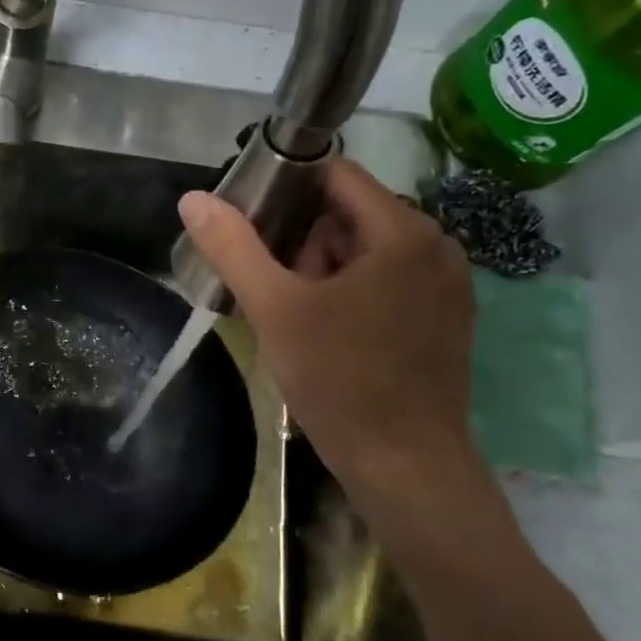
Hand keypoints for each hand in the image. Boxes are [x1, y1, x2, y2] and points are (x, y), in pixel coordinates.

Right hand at [178, 160, 478, 501]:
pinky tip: (326, 330)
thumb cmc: (339, 379)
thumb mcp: (275, 310)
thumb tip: (193, 199)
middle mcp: (436, 246)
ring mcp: (447, 284)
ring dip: (325, 268)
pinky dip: (353, 291)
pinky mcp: (446, 318)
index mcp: (402, 231)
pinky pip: (389, 281)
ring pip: (369, 250)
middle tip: (269, 283)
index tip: (248, 218)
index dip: (286, 187)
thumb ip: (234, 248)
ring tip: (292, 312)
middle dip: (303, 239)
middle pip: (352, 214)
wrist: (405, 464)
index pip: (337, 175)